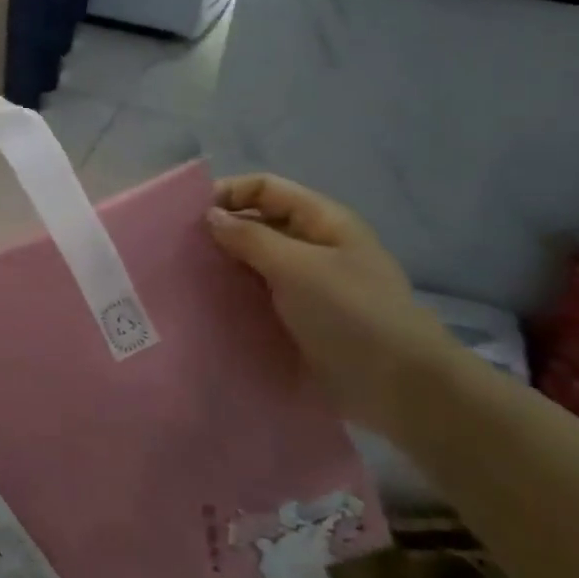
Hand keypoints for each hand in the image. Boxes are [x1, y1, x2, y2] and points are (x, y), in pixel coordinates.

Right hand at [205, 174, 459, 437]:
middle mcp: (314, 246)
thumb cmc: (351, 314)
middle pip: (258, 222)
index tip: (187, 216)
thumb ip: (250, 237)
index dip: (228, 193)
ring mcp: (307, 284)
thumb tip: (209, 216)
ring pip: (255, 262)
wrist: (400, 388)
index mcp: (322, 221)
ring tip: (185, 278)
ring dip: (224, 266)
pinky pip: (259, 296)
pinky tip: (207, 306)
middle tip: (178, 249)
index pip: (265, 188)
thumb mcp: (297, 267)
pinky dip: (234, 296)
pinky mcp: (300, 319)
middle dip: (220, 231)